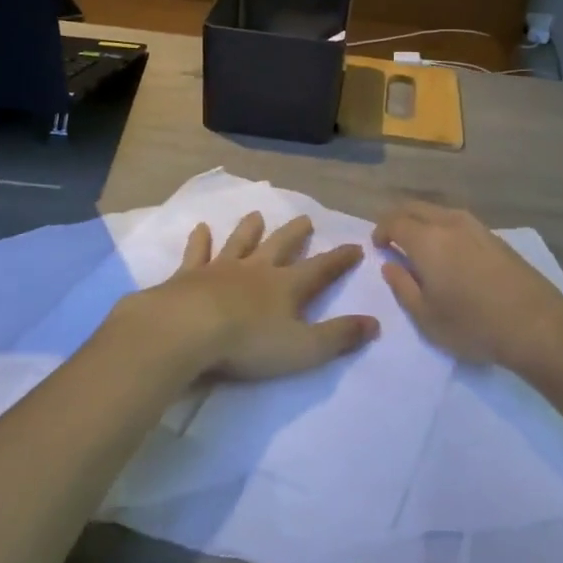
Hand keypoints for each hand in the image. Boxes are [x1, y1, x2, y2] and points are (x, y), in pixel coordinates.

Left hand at [112, 212, 378, 384]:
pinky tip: (200, 228)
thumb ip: (339, 336)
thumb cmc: (248, 343)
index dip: (339, 259)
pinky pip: (197, 253)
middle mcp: (256, 270)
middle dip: (295, 234)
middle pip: (280, 246)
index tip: (356, 246)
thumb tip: (375, 324)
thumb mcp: (303, 348)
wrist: (188, 330)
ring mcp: (221, 269)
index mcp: (286, 287)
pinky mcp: (189, 276)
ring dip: (249, 229)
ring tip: (257, 215)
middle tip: (306, 219)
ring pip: (240, 242)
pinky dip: (199, 240)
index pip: (320, 269)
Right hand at [374, 201, 562, 374]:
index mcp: (427, 240)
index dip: (381, 231)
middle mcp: (450, 223)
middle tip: (392, 240)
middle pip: (416, 207)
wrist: (537, 324)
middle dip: (399, 219)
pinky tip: (449, 252)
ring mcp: (477, 227)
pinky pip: (459, 221)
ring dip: (423, 221)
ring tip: (419, 246)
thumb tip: (390, 265)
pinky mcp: (496, 238)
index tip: (378, 247)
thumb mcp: (426, 317)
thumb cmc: (473, 324)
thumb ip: (402, 286)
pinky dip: (444, 228)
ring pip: (439, 211)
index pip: (395, 221)